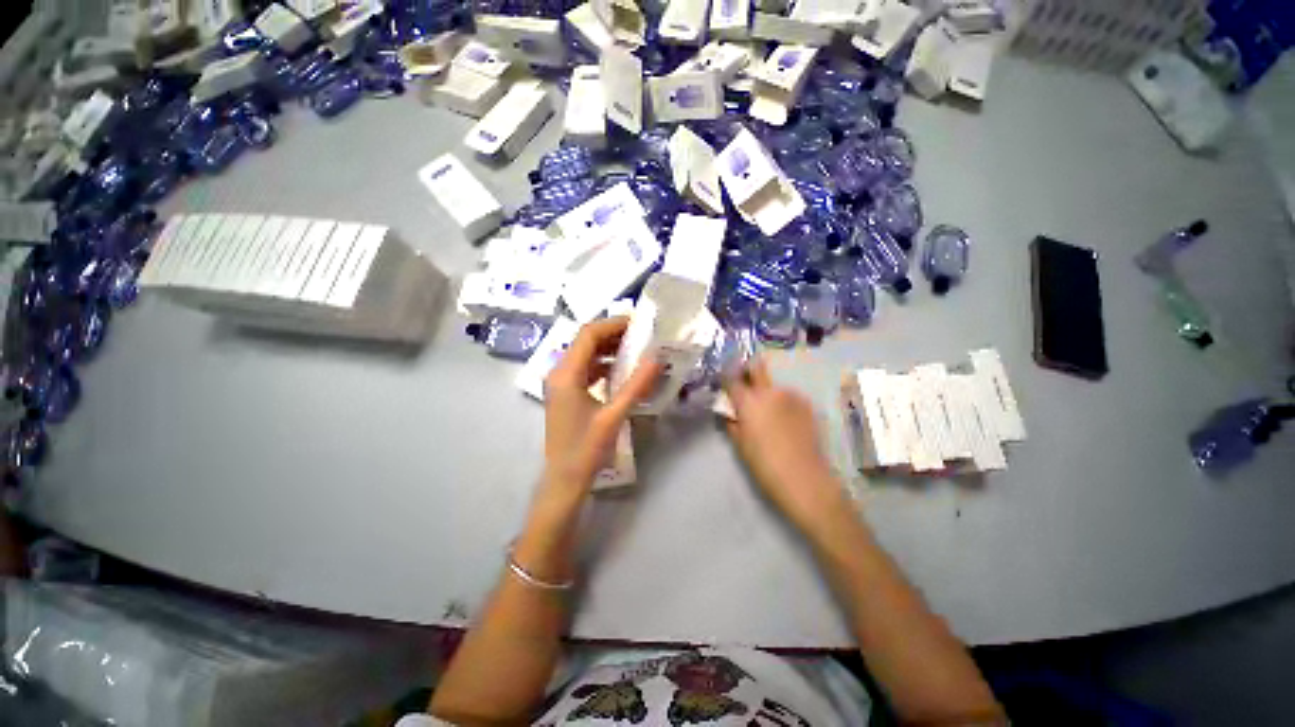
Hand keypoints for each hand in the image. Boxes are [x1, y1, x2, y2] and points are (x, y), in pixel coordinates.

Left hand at [542, 317, 662, 497]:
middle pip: (585, 341)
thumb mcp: (614, 415)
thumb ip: (636, 385)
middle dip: (613, 335)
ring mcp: (561, 384)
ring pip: (585, 355)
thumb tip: (657, 358)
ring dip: (609, 349)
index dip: (613, 324)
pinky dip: (603, 364)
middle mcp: (559, 373)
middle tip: (641, 335)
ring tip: (636, 349)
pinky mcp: (567, 394)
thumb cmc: (587, 449)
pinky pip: (585, 370)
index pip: (588, 335)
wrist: (565, 480)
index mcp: (566, 374)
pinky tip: (622, 370)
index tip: (638, 323)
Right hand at [724, 361, 845, 529]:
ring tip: (768, 412)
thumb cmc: (765, 465)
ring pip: (773, 384)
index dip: (725, 378)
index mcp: (749, 401)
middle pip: (756, 367)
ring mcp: (791, 396)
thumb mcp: (740, 445)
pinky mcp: (806, 405)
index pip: (731, 379)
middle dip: (747, 371)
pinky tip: (784, 420)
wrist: (805, 480)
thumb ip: (732, 422)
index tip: (724, 384)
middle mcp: (770, 391)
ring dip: (766, 391)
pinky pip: (789, 396)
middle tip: (745, 386)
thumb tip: (730, 412)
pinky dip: (782, 402)